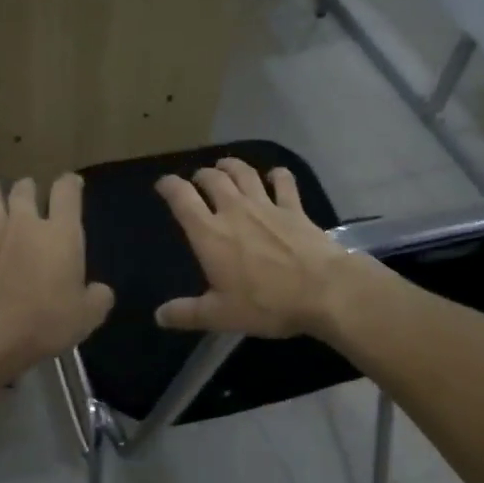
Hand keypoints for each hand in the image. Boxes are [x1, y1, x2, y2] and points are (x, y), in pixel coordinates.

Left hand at [0, 175, 114, 375]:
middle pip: (24, 192)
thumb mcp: (88, 316)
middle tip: (29, 187)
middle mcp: (26, 226)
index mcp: (61, 234)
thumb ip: (98, 298)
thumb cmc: (46, 322)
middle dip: (28, 187)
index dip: (71, 183)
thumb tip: (99, 290)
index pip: (67, 193)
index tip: (73, 183)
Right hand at [154, 158, 356, 337]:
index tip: (163, 184)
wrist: (324, 290)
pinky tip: (274, 175)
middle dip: (201, 175)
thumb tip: (159, 316)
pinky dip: (276, 175)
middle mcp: (235, 210)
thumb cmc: (267, 303)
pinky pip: (283, 182)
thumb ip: (186, 314)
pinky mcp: (295, 209)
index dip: (169, 186)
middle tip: (197, 180)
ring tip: (224, 166)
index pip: (182, 198)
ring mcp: (267, 206)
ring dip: (231, 166)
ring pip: (244, 173)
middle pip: (213, 179)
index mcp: (210, 234)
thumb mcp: (220, 316)